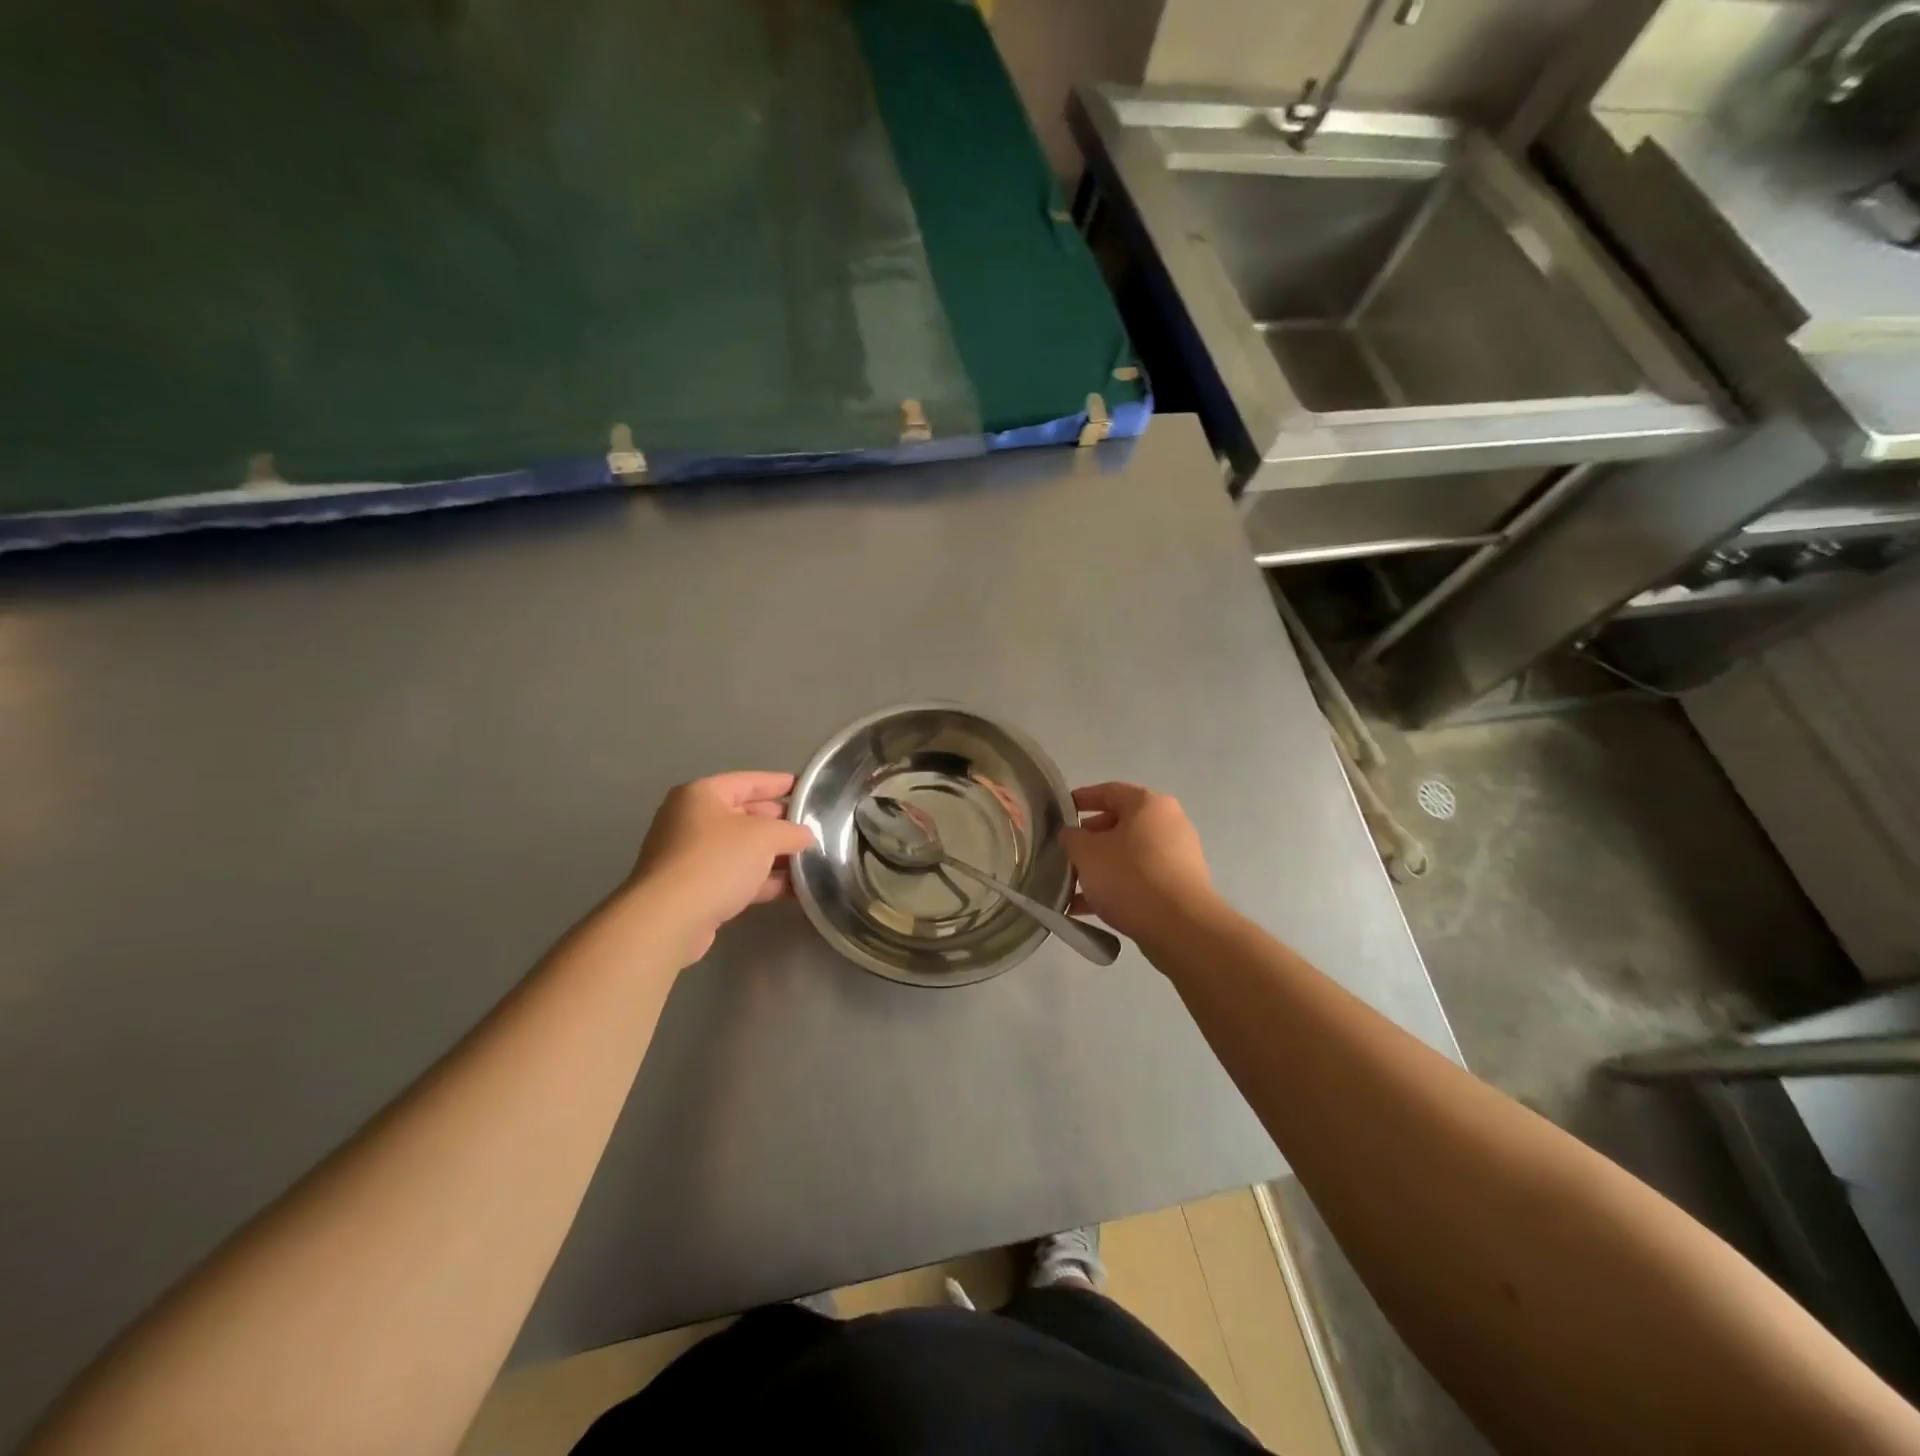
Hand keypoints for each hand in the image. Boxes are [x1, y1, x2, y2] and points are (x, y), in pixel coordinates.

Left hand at [628, 772, 817, 963]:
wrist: (670, 918)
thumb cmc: (716, 860)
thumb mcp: (764, 836)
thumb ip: (790, 832)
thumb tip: (805, 836)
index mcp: (701, 796)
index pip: (748, 781)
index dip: (779, 784)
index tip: (806, 788)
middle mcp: (691, 821)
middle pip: (744, 815)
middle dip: (779, 823)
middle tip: (812, 827)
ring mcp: (690, 857)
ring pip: (741, 850)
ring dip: (774, 855)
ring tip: (810, 859)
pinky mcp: (695, 890)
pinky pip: (736, 877)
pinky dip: (762, 880)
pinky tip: (793, 888)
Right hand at [1060, 783, 1216, 943]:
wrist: (1180, 927)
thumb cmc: (1129, 876)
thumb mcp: (1086, 853)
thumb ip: (1072, 838)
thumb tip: (1072, 835)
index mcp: (1148, 804)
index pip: (1109, 791)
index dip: (1081, 799)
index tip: (1060, 811)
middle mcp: (1169, 823)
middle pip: (1120, 823)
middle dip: (1090, 839)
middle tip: (1066, 852)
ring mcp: (1178, 855)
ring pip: (1129, 854)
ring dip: (1100, 867)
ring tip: (1072, 885)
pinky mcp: (1180, 885)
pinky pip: (1141, 878)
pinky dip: (1116, 887)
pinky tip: (1088, 909)